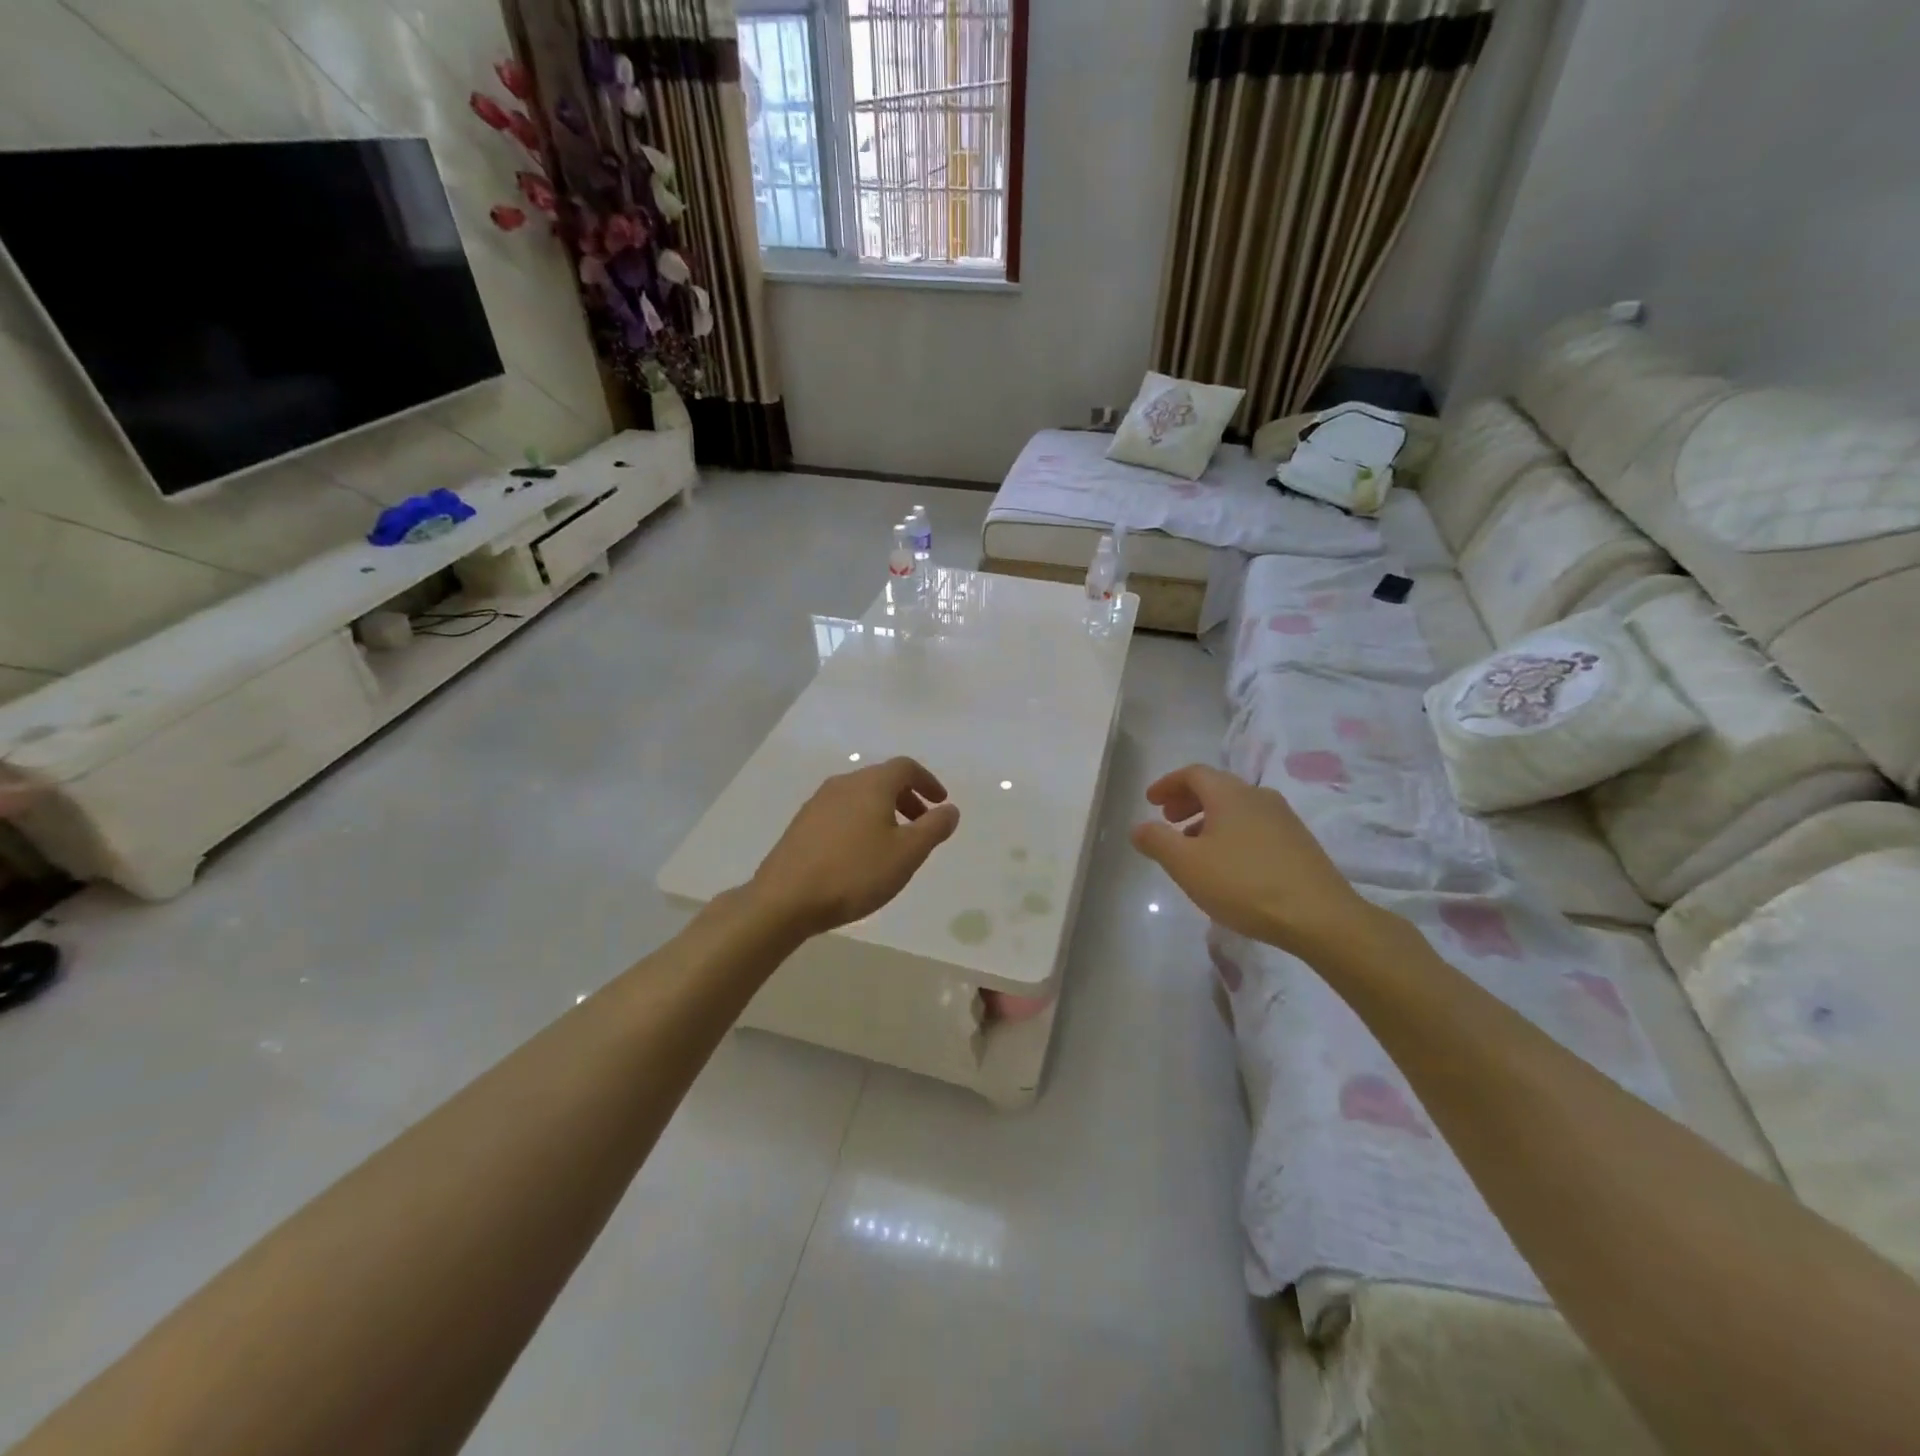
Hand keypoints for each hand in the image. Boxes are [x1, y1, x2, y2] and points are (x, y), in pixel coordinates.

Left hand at [748, 757, 960, 936]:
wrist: (785, 898)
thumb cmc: (855, 872)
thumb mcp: (907, 854)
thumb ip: (933, 828)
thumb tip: (950, 809)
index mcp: (871, 784)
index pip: (905, 767)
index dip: (927, 782)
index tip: (941, 802)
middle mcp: (843, 784)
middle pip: (881, 779)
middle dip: (907, 797)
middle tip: (921, 824)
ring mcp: (817, 803)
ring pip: (860, 796)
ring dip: (883, 811)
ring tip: (893, 843)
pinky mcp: (802, 825)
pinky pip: (841, 812)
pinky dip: (861, 822)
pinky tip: (860, 853)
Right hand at [1129, 764, 1388, 961]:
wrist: (1319, 917)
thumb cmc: (1244, 884)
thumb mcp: (1187, 864)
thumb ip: (1157, 841)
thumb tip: (1139, 827)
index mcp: (1230, 794)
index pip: (1193, 773)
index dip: (1168, 784)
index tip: (1150, 801)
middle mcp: (1258, 796)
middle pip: (1216, 787)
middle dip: (1187, 800)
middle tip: (1168, 820)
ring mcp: (1284, 819)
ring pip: (1236, 808)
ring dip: (1208, 819)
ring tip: (1193, 847)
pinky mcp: (1299, 843)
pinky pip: (1254, 826)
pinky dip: (1231, 833)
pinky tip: (1227, 865)